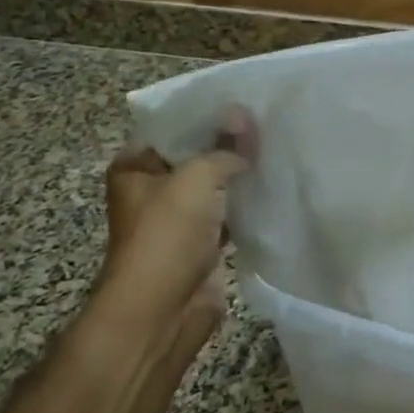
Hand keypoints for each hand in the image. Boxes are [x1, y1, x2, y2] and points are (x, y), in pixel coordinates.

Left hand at [96, 111, 254, 331]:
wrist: (162, 311)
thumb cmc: (167, 234)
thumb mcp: (197, 176)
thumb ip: (225, 147)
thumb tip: (246, 118)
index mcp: (135, 167)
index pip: (172, 127)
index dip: (206, 115)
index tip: (244, 101)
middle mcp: (153, 191)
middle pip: (196, 156)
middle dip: (229, 143)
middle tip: (268, 122)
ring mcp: (178, 220)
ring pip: (216, 187)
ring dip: (241, 175)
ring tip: (278, 148)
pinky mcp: (201, 246)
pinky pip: (229, 215)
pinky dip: (248, 205)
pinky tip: (275, 187)